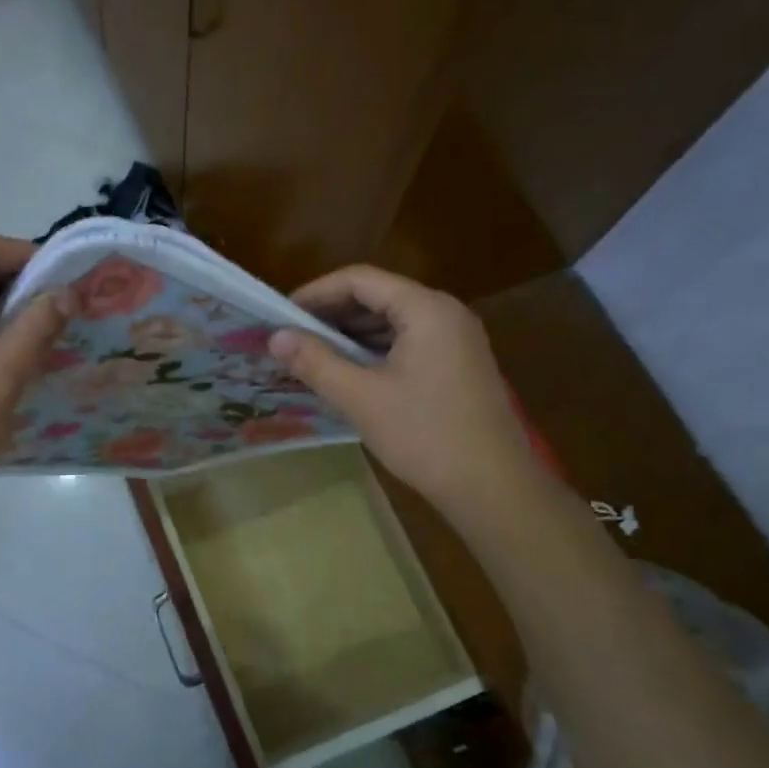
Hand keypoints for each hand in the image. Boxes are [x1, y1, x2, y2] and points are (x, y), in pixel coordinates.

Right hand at [269, 265, 538, 511]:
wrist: (494, 487)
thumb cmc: (425, 435)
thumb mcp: (361, 398)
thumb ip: (315, 362)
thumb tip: (275, 337)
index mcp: (426, 309)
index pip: (360, 280)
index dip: (316, 292)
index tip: (282, 314)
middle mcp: (445, 313)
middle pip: (378, 296)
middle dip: (332, 313)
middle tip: (292, 336)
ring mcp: (456, 339)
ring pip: (393, 320)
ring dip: (352, 333)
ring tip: (313, 355)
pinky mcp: (458, 364)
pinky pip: (408, 341)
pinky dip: (374, 350)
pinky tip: (350, 372)